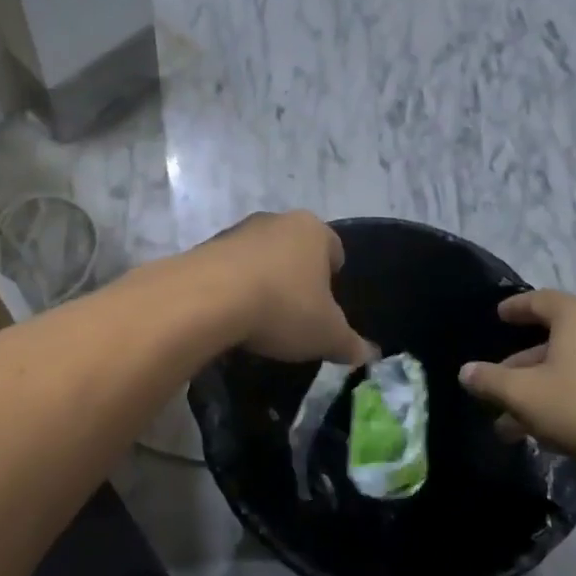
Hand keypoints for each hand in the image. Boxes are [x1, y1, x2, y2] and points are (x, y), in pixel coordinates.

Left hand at [191, 212, 375, 366]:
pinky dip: (233, 287)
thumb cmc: (283, 307)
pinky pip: (229, 268)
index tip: (328, 300)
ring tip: (261, 316)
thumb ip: (350, 343)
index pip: (334, 247)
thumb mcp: (326, 334)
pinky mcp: (205, 247)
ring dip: (263, 279)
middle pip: (294, 248)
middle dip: (297, 275)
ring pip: (260, 255)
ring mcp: (237, 231)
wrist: (208, 298)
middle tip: (297, 309)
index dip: (334, 274)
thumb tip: (369, 354)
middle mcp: (276, 221)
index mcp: (313, 230)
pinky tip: (231, 315)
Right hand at [458, 291, 575, 475]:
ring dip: (541, 389)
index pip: (539, 300)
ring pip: (572, 367)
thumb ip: (489, 380)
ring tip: (513, 423)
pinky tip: (550, 430)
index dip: (515, 308)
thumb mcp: (523, 395)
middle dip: (520, 365)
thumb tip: (466, 371)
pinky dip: (568, 397)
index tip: (499, 316)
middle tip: (497, 384)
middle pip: (554, 339)